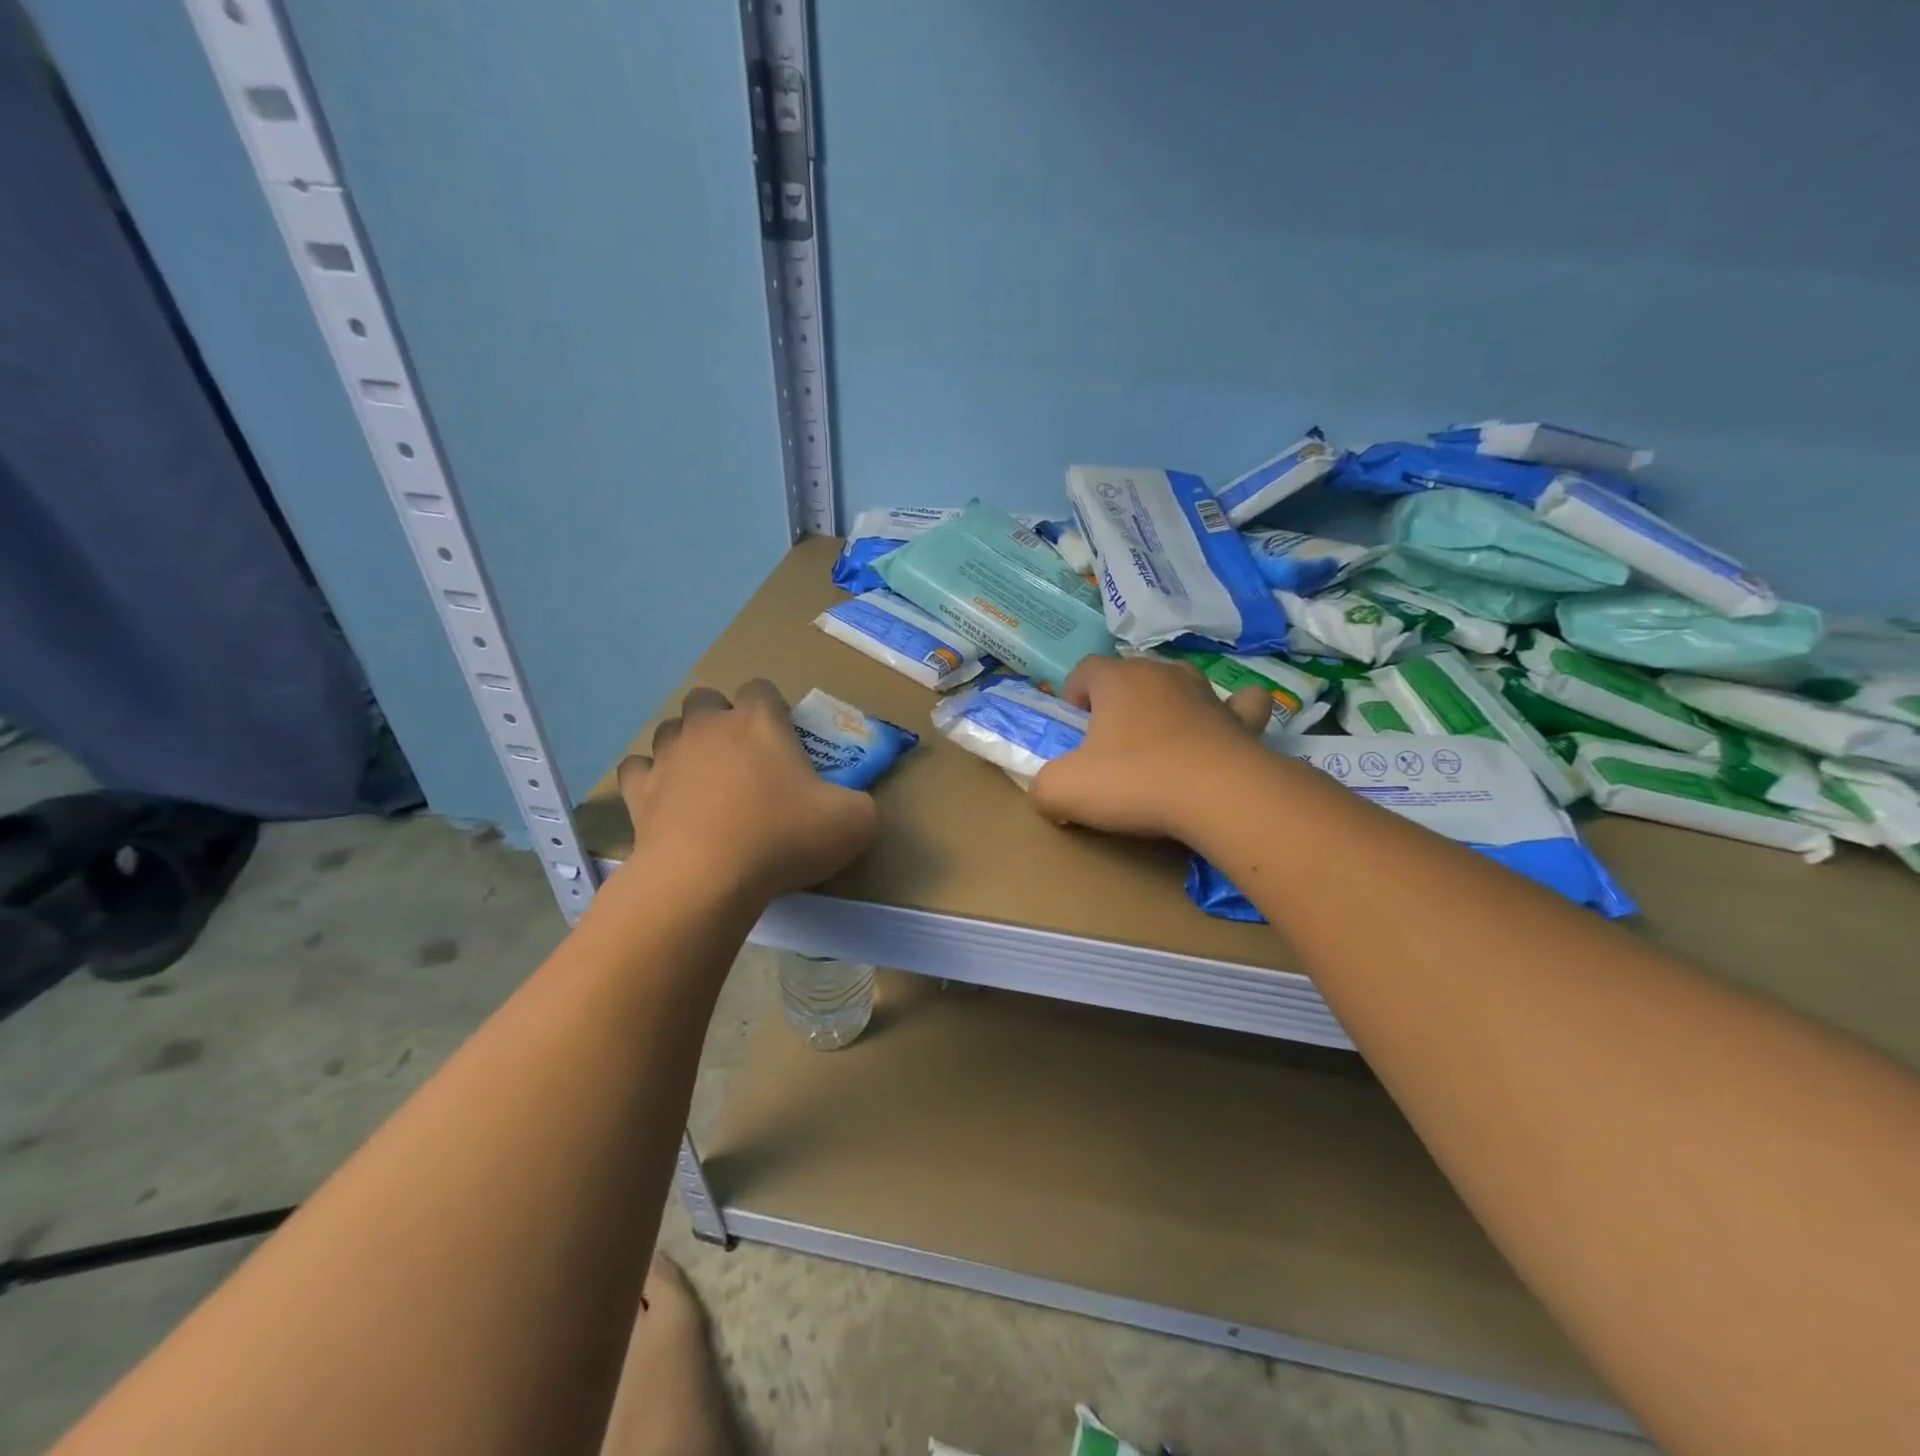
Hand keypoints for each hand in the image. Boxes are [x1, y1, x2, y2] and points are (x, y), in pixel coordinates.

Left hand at [615, 681, 877, 901]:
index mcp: (759, 721)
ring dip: (685, 746)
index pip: (762, 689)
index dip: (774, 710)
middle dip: (721, 719)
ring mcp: (667, 757)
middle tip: (743, 760)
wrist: (705, 879)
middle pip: (707, 700)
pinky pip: (638, 769)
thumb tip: (853, 806)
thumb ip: (860, 804)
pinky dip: (650, 779)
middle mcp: (708, 727)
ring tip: (704, 781)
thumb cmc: (783, 838)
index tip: (785, 742)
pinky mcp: (639, 792)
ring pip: (669, 730)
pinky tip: (666, 801)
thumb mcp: (854, 822)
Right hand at [1032, 655, 1269, 839]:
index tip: (1073, 723)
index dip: (1075, 691)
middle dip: (1117, 698)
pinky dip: (1234, 710)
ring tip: (1159, 734)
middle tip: (1109, 739)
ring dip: (1167, 701)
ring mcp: (1206, 693)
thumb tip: (1046, 794)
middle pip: (1132, 672)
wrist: (1218, 796)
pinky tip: (1228, 724)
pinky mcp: (1241, 720)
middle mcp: (1161, 674)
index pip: (1086, 668)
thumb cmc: (1134, 782)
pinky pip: (1240, 704)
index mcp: (1116, 680)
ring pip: (1180, 682)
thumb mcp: (1064, 789)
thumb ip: (1043, 787)